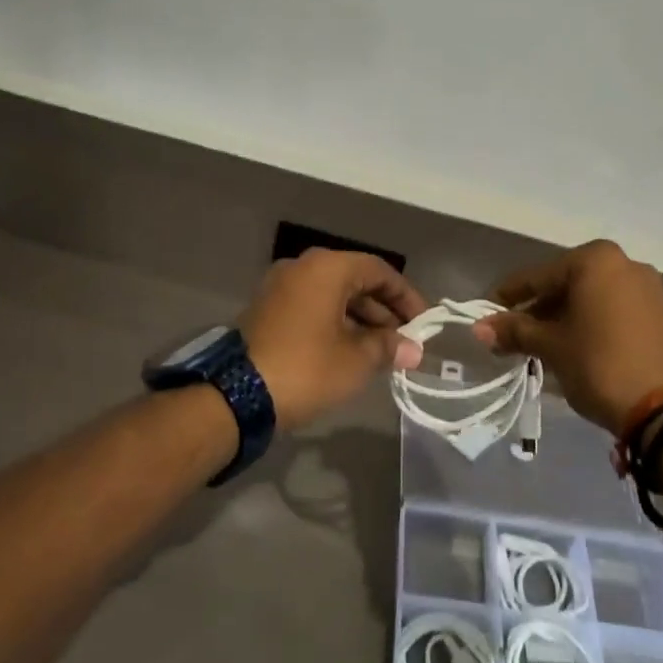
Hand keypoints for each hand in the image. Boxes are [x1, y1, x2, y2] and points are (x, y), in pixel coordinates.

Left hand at [239, 249, 427, 431]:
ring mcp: (281, 286)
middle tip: (404, 342)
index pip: (379, 270)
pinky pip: (312, 306)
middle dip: (383, 311)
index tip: (424, 324)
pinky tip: (350, 351)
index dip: (406, 297)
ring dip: (360, 319)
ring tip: (381, 352)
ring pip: (333, 294)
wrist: (238, 395)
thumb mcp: (356, 360)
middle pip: (355, 279)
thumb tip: (413, 348)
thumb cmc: (307, 369)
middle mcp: (302, 267)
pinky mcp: (268, 308)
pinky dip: (335, 322)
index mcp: (327, 267)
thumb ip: (388, 347)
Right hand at [472, 241, 662, 436]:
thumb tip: (479, 327)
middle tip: (510, 335)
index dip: (508, 296)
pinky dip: (588, 323)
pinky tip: (572, 347)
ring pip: (589, 298)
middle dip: (537, 310)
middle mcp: (623, 263)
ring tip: (538, 346)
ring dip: (561, 318)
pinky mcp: (660, 313)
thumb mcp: (552, 347)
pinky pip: (612, 309)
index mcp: (595, 259)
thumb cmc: (601, 365)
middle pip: (565, 283)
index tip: (486, 314)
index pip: (538, 276)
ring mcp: (646, 288)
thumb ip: (516, 331)